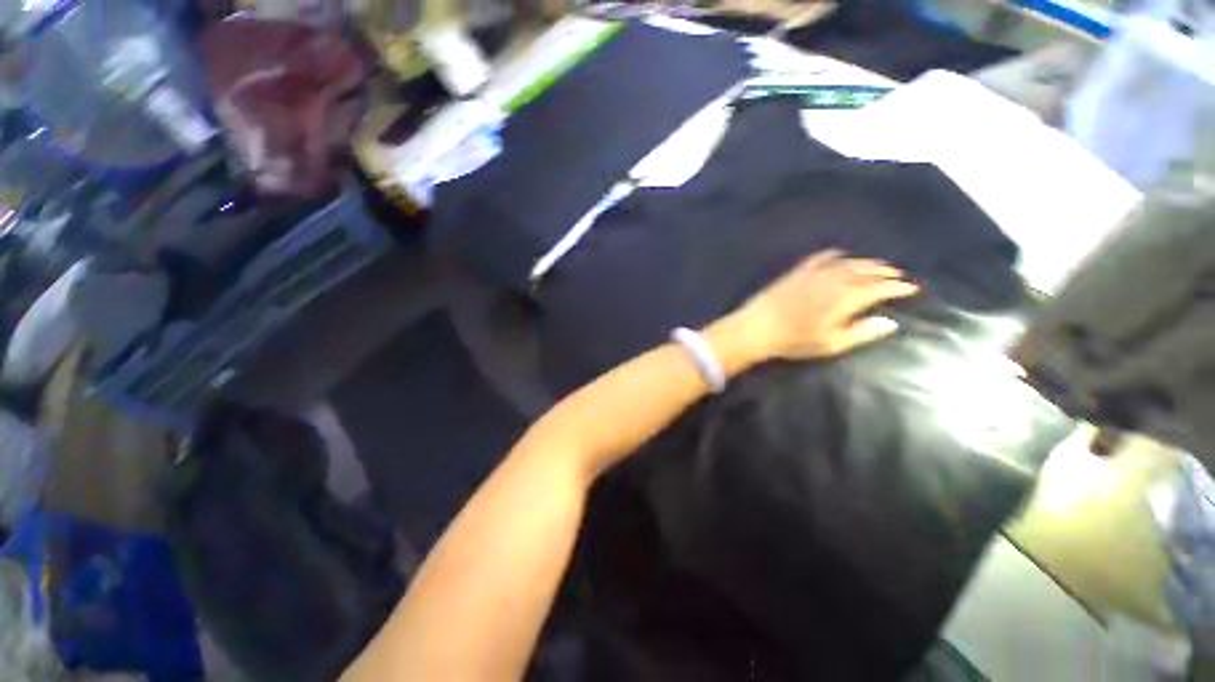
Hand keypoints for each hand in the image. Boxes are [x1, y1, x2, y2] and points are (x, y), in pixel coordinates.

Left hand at [715, 249, 918, 367]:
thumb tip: (891, 323)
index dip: (897, 287)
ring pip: (846, 263)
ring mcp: (813, 273)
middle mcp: (833, 280)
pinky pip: (819, 258)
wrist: (757, 327)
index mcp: (844, 298)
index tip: (911, 288)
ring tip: (878, 266)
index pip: (878, 288)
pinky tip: (840, 255)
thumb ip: (861, 332)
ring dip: (865, 263)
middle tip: (898, 275)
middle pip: (865, 272)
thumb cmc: (794, 340)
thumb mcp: (831, 343)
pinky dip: (834, 255)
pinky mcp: (796, 272)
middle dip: (884, 273)